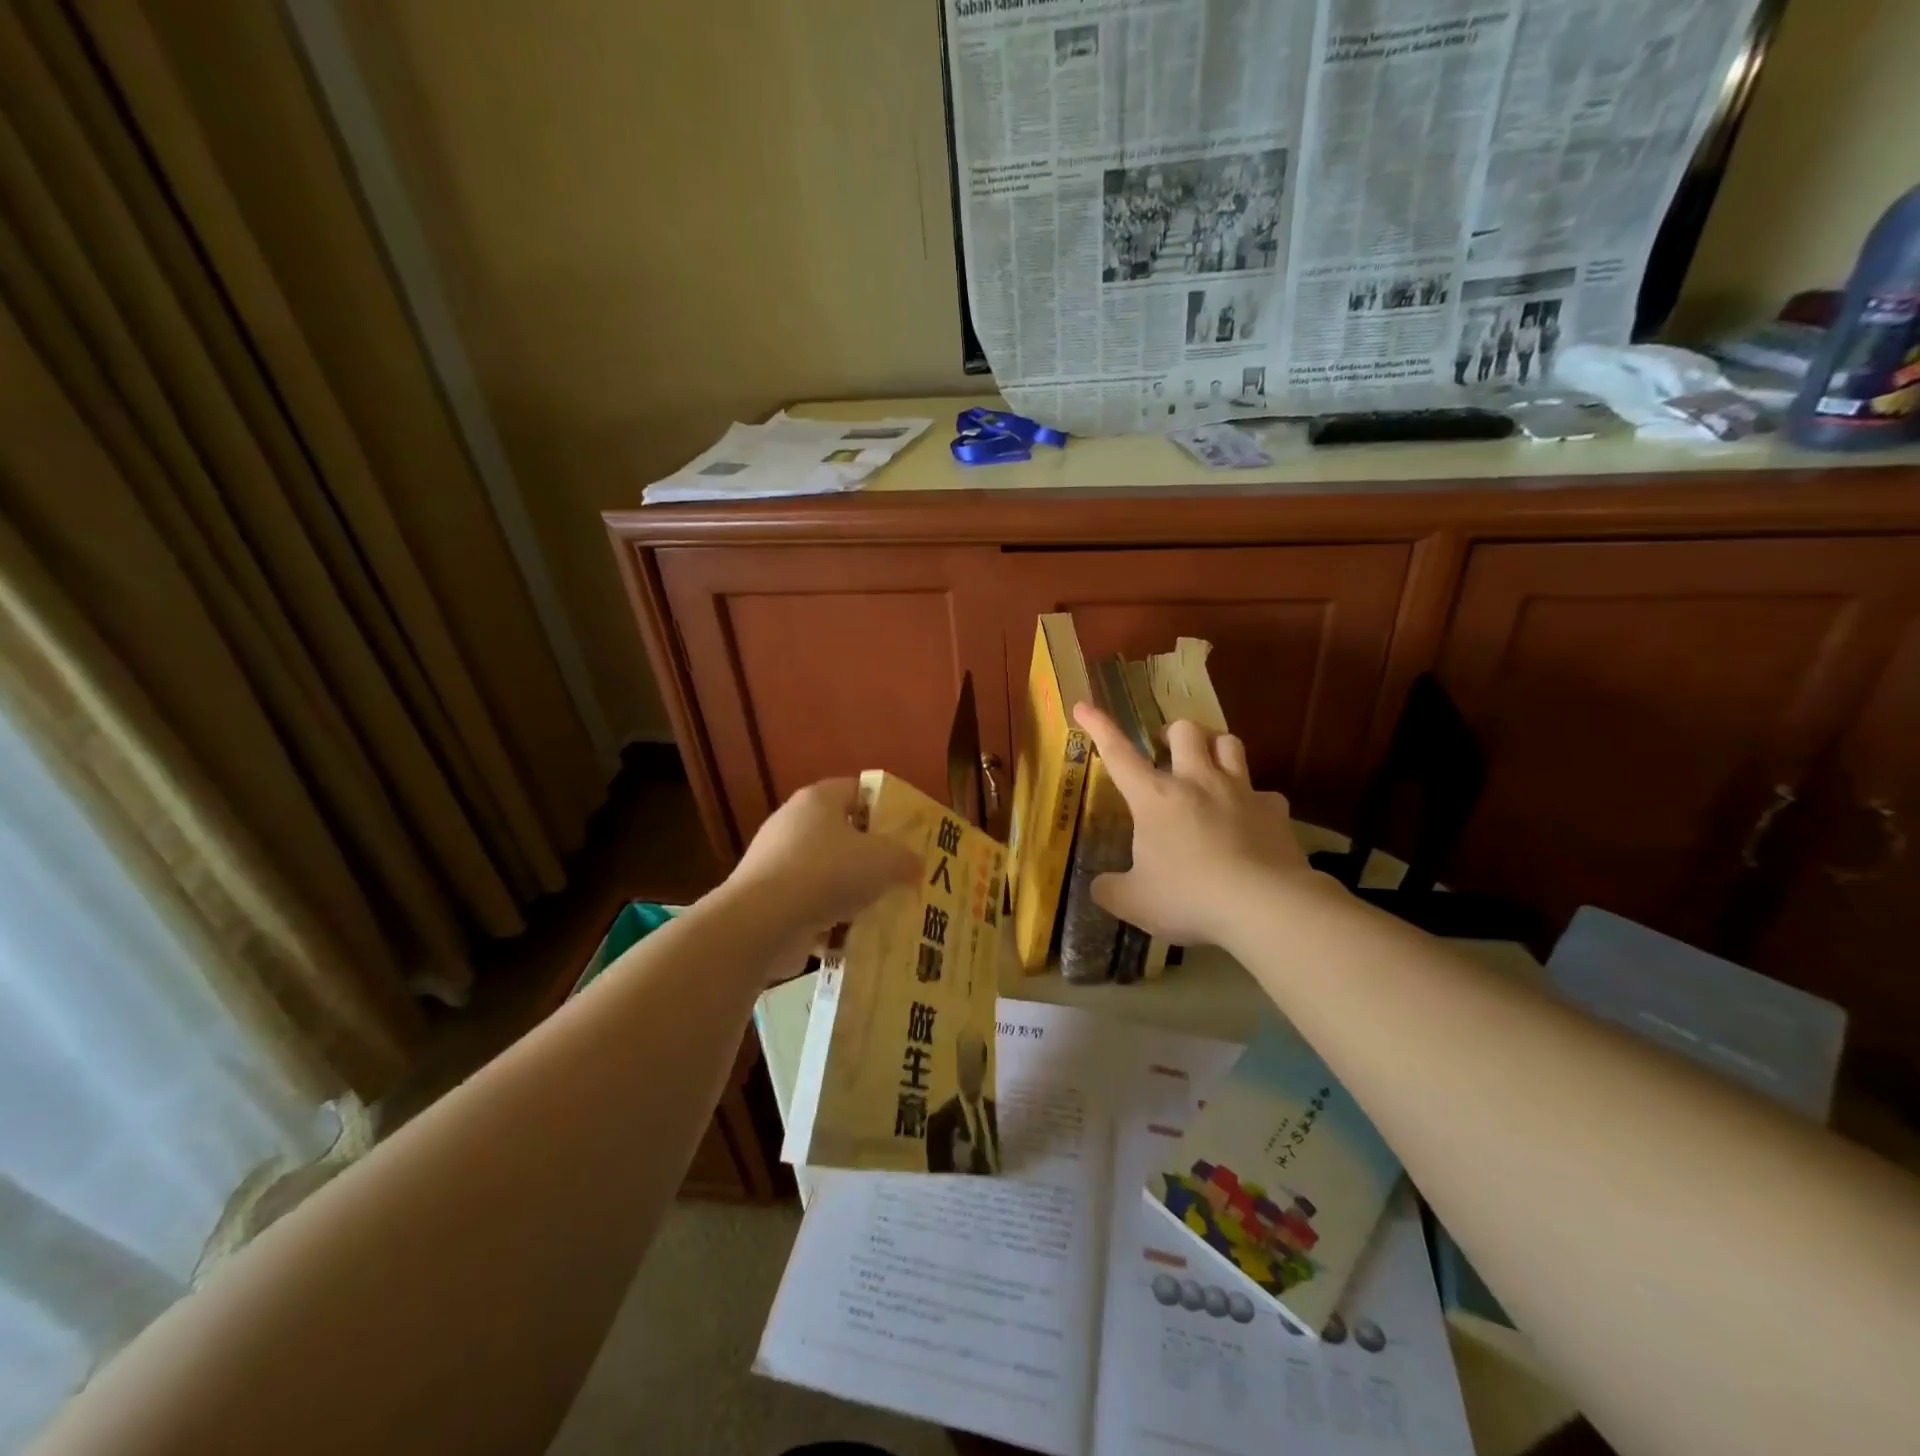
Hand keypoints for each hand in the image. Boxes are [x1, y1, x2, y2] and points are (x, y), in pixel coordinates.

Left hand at [728, 778, 918, 935]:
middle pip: (842, 833)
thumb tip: (914, 864)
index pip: (858, 790)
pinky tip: (853, 938)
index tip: (909, 832)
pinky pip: (809, 905)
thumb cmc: (828, 873)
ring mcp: (775, 862)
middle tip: (901, 873)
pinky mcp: (767, 899)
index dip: (886, 807)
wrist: (763, 922)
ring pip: (826, 873)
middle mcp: (792, 823)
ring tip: (882, 910)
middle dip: (871, 855)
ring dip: (851, 892)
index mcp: (818, 799)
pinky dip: (829, 921)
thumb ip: (907, 858)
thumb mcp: (885, 860)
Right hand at [1074, 701, 1311, 945]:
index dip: (1099, 727)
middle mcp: (1197, 782)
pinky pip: (1264, 793)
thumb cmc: (1189, 897)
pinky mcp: (1274, 811)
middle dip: (1173, 732)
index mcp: (1155, 798)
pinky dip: (1253, 800)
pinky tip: (1249, 818)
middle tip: (1167, 750)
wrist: (1265, 906)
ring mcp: (1240, 792)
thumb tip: (1100, 886)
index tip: (1083, 706)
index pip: (1119, 753)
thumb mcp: (1134, 902)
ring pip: (1229, 743)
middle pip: (1186, 730)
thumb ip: (1110, 890)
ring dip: (1215, 747)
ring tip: (1208, 765)